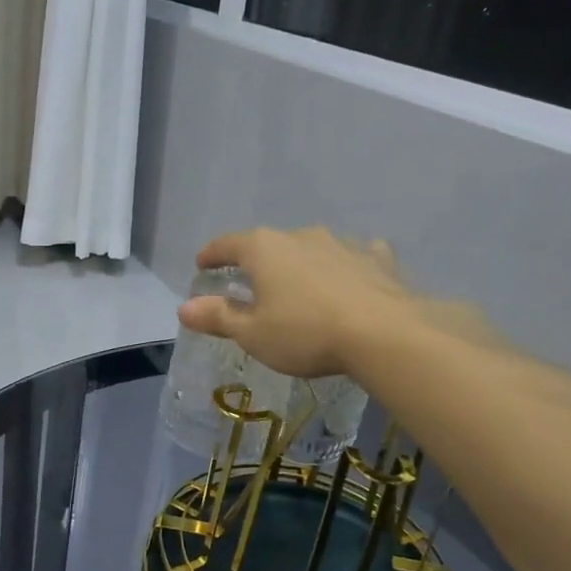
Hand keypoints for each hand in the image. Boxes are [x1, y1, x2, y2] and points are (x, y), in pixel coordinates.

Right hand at [178, 228, 411, 378]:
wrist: (385, 333)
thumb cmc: (306, 333)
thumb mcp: (253, 334)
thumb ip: (218, 317)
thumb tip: (184, 308)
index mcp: (264, 249)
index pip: (227, 244)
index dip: (211, 254)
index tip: (202, 264)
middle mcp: (300, 236)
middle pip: (269, 245)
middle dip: (257, 262)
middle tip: (250, 283)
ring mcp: (342, 244)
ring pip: (311, 249)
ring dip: (300, 264)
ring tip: (298, 286)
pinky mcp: (376, 259)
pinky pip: (353, 257)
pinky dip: (344, 267)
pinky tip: (350, 278)